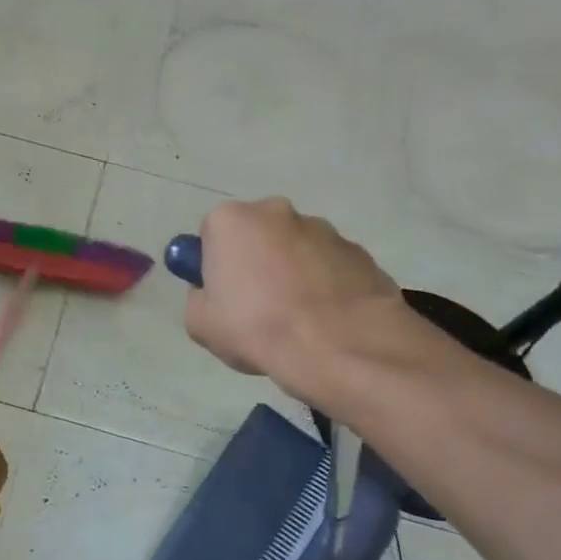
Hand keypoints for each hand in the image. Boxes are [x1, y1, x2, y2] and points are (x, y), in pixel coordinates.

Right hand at [184, 198, 402, 391]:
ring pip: (297, 250)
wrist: (339, 347)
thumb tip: (215, 296)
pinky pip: (331, 268)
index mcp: (232, 220)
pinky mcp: (361, 253)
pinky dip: (326, 287)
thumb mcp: (200, 324)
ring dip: (293, 274)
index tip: (222, 295)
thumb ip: (200, 299)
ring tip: (298, 320)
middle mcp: (278, 212)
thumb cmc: (257, 328)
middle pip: (258, 236)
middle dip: (256, 263)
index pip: (212, 235)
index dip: (215, 265)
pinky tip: (327, 322)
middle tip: (257, 308)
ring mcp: (325, 229)